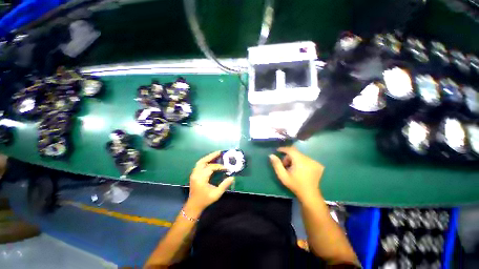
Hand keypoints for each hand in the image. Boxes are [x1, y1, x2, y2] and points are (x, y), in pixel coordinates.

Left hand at [186, 151, 234, 213]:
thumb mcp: (216, 194)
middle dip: (211, 156)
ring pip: (200, 162)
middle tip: (220, 152)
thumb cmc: (205, 200)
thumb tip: (232, 177)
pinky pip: (199, 165)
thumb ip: (224, 185)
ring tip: (216, 154)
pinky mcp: (194, 174)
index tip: (226, 168)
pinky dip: (205, 161)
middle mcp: (196, 174)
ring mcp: (193, 174)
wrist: (194, 205)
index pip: (211, 168)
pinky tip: (211, 160)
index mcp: (201, 179)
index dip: (219, 166)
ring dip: (208, 157)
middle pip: (203, 161)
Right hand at [269, 146, 323, 201]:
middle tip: (285, 165)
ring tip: (293, 169)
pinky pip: (307, 159)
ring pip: (301, 156)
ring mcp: (315, 162)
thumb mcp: (283, 176)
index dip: (283, 149)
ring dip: (295, 159)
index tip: (277, 151)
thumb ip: (277, 164)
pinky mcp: (318, 165)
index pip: (290, 150)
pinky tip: (301, 170)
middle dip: (288, 157)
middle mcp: (309, 159)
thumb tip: (271, 155)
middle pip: (295, 153)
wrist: (310, 195)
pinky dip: (301, 162)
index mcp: (300, 161)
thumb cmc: (295, 185)